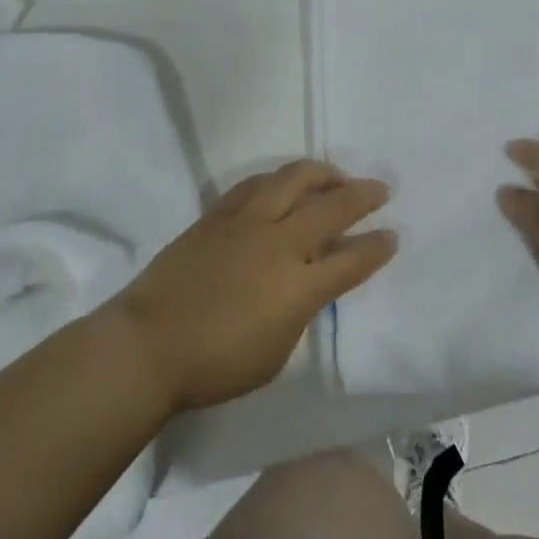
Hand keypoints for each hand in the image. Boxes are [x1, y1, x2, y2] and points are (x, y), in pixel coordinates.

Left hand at [106, 160, 396, 412]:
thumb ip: (300, 311)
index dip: (377, 247)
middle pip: (332, 207)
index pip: (352, 260)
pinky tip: (285, 183)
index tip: (392, 236)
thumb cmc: (215, 365)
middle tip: (380, 189)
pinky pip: (255, 184)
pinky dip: (278, 179)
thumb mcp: (276, 352)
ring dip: (322, 173)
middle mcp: (279, 245)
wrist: (146, 347)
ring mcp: (246, 224)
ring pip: (293, 179)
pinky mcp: (217, 215)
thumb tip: (308, 283)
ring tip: (335, 175)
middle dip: (363, 195)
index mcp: (298, 287)